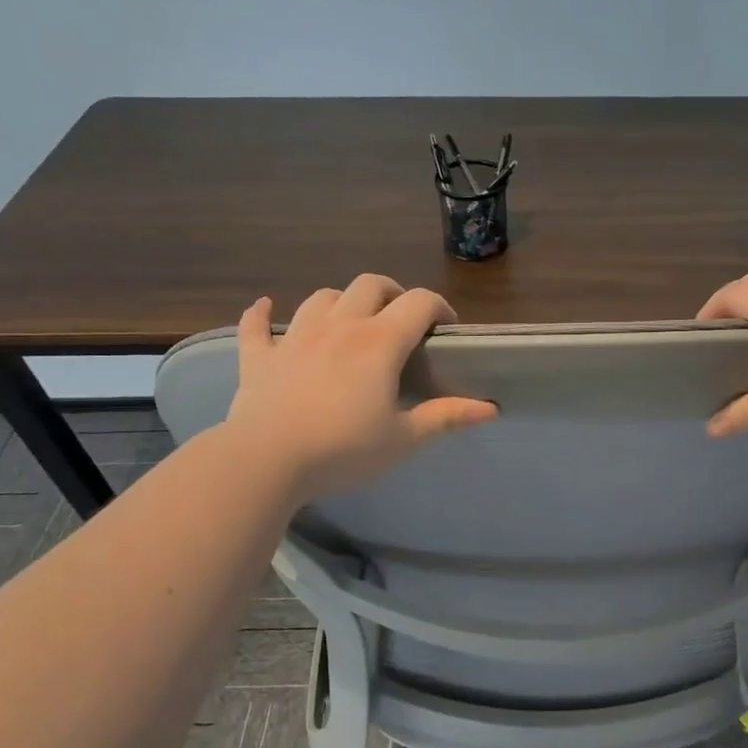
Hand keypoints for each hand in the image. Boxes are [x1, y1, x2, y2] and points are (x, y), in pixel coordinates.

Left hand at [224, 276, 496, 495]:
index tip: (447, 329)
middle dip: (392, 293)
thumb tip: (491, 408)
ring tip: (350, 322)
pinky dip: (261, 314)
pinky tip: (265, 308)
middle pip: (370, 285)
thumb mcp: (403, 439)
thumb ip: (446, 417)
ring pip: (322, 298)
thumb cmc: (343, 450)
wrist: (266, 462)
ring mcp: (295, 338)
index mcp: (379, 342)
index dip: (439, 307)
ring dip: (341, 301)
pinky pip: (257, 325)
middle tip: (401, 319)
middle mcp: (339, 326)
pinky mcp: (260, 357)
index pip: (418, 302)